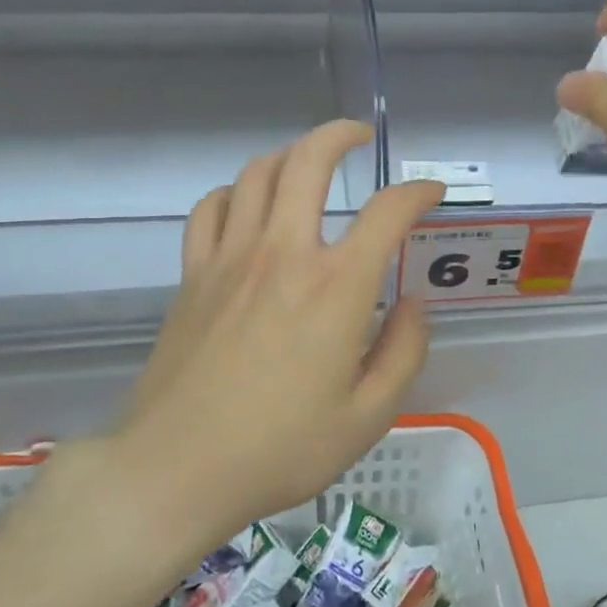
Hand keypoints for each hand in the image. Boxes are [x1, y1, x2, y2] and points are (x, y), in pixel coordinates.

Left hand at [120, 121, 445, 537]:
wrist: (175, 470)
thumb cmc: (280, 449)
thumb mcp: (367, 417)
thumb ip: (404, 352)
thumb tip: (412, 304)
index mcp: (335, 287)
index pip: (388, 212)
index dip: (417, 191)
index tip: (431, 192)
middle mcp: (283, 254)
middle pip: (308, 161)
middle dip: (339, 135)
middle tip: (358, 135)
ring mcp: (230, 258)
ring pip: (257, 173)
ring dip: (288, 155)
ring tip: (307, 165)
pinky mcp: (193, 274)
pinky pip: (211, 207)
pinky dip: (234, 192)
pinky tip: (247, 206)